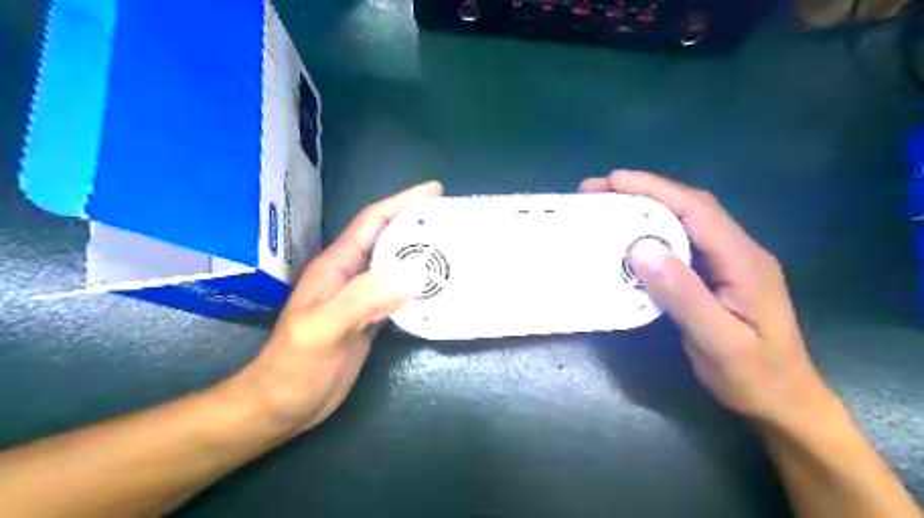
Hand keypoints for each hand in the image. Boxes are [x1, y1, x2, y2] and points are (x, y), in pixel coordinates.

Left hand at [234, 180, 442, 434]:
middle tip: (454, 220)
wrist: (283, 404)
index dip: (402, 203)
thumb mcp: (324, 328)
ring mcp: (362, 298)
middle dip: (419, 225)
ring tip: (454, 250)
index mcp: (337, 266)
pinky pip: (400, 294)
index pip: (372, 222)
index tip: (434, 190)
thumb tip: (413, 275)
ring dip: (423, 256)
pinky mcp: (371, 319)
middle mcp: (351, 275)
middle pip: (390, 240)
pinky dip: (420, 287)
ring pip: (397, 267)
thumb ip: (363, 299)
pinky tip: (439, 290)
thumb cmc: (294, 365)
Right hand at [583, 172, 837, 426]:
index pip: (697, 210)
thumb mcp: (718, 340)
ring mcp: (726, 262)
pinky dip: (650, 232)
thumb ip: (683, 294)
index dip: (655, 189)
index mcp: (744, 260)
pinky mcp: (713, 275)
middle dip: (644, 192)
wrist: (782, 402)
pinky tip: (628, 237)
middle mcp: (737, 251)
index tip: (614, 180)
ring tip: (606, 206)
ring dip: (645, 208)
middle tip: (598, 190)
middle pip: (689, 207)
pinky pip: (679, 243)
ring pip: (683, 222)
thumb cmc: (753, 375)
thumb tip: (640, 247)